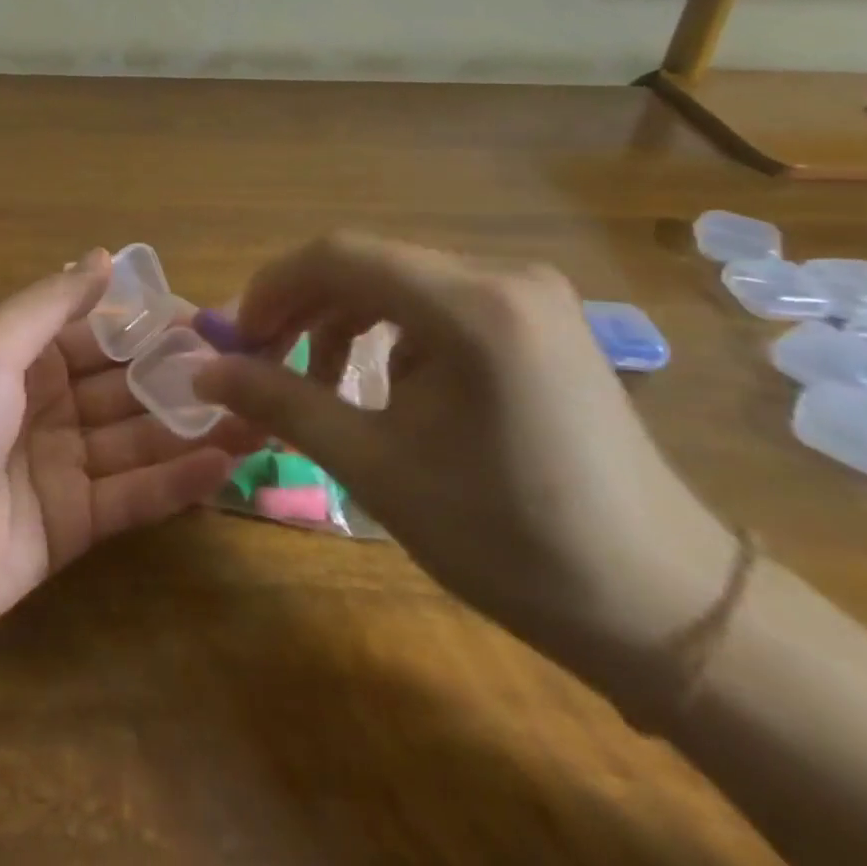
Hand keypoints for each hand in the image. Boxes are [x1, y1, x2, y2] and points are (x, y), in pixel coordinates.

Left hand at [0, 250, 261, 669]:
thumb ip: (49, 304)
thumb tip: (104, 255)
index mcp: (24, 355)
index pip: (103, 330)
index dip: (156, 324)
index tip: (217, 320)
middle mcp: (48, 404)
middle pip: (128, 384)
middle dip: (186, 376)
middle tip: (257, 372)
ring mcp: (62, 466)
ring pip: (139, 439)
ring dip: (194, 427)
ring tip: (261, 417)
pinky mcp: (71, 526)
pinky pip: (132, 496)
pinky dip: (176, 482)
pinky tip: (225, 465)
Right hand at [194, 232, 736, 706]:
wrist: (662, 610)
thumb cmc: (508, 539)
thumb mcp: (375, 467)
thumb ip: (282, 402)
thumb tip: (204, 371)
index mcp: (472, 305)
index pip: (339, 255)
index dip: (272, 288)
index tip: (236, 341)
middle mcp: (504, 276)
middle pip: (368, 264)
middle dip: (302, 308)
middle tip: (263, 363)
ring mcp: (529, 295)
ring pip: (400, 283)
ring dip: (343, 322)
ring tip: (320, 384)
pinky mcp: (540, 320)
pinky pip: (438, 304)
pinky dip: (390, 334)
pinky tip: (386, 387)